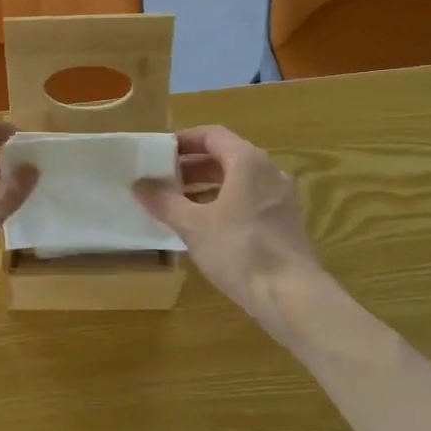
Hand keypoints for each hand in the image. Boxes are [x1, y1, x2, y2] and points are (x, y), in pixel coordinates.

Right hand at [134, 126, 325, 328]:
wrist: (291, 295)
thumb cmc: (239, 250)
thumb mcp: (193, 225)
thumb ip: (165, 201)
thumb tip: (139, 184)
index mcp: (248, 162)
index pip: (212, 135)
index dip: (184, 140)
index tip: (159, 152)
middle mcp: (269, 172)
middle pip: (226, 157)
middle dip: (192, 166)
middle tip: (163, 179)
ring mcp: (281, 198)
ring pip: (239, 181)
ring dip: (207, 187)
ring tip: (178, 203)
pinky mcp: (285, 223)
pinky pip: (249, 201)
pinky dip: (225, 204)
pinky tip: (205, 226)